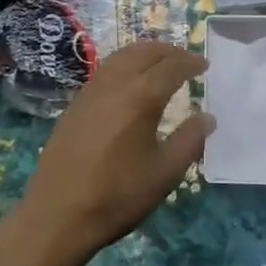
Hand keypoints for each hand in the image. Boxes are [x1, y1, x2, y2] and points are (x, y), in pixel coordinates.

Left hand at [16, 41, 212, 261]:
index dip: (190, 62)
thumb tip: (207, 117)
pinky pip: (106, 70)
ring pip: (122, 56)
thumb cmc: (118, 195)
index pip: (171, 66)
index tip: (204, 65)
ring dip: (145, 53)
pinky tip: (130, 82)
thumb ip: (190, 141)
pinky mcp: (76, 103)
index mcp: (141, 96)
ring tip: (160, 64)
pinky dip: (125, 64)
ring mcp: (91, 90)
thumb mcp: (164, 173)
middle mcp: (115, 83)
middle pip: (145, 52)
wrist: (58, 214)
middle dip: (169, 51)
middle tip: (186, 60)